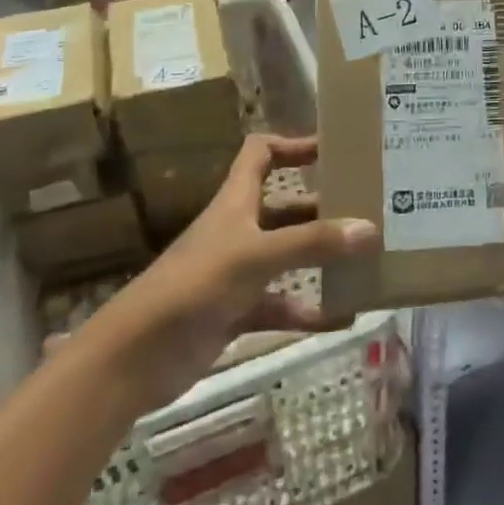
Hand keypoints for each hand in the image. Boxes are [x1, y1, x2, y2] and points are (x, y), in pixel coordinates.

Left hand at [85, 134, 375, 407]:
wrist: (133, 359)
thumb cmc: (194, 286)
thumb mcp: (256, 256)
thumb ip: (312, 243)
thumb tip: (370, 229)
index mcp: (236, 201)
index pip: (261, 153)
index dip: (293, 144)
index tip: (333, 151)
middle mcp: (239, 229)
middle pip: (285, 207)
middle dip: (323, 207)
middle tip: (368, 209)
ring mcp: (237, 273)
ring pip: (288, 256)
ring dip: (321, 259)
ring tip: (365, 260)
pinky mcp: (236, 312)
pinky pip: (282, 305)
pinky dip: (310, 310)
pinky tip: (344, 317)